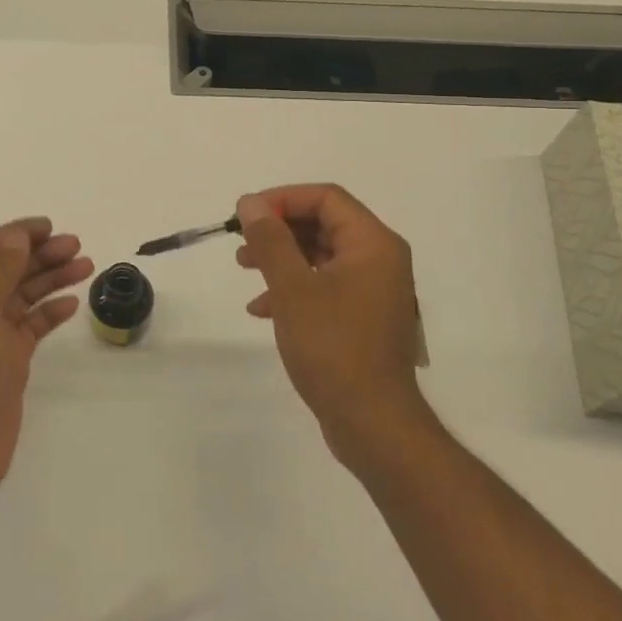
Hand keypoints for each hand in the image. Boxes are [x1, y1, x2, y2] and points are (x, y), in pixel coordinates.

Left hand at [0, 217, 91, 499]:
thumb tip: (17, 237)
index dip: (12, 235)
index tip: (47, 226)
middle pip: (2, 271)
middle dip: (37, 256)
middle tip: (75, 245)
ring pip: (19, 297)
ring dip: (49, 279)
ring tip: (85, 264)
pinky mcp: (4, 362)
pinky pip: (29, 326)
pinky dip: (49, 312)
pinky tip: (72, 302)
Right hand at [236, 185, 432, 467]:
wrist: (372, 422)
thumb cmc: (333, 346)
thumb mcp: (293, 288)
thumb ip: (271, 240)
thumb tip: (251, 203)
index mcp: (373, 243)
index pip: (326, 198)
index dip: (282, 199)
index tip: (246, 214)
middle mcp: (380, 259)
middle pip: (324, 224)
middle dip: (278, 229)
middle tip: (241, 241)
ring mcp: (373, 290)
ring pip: (321, 256)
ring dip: (281, 257)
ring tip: (244, 268)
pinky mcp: (362, 317)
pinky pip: (325, 285)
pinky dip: (294, 288)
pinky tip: (262, 309)